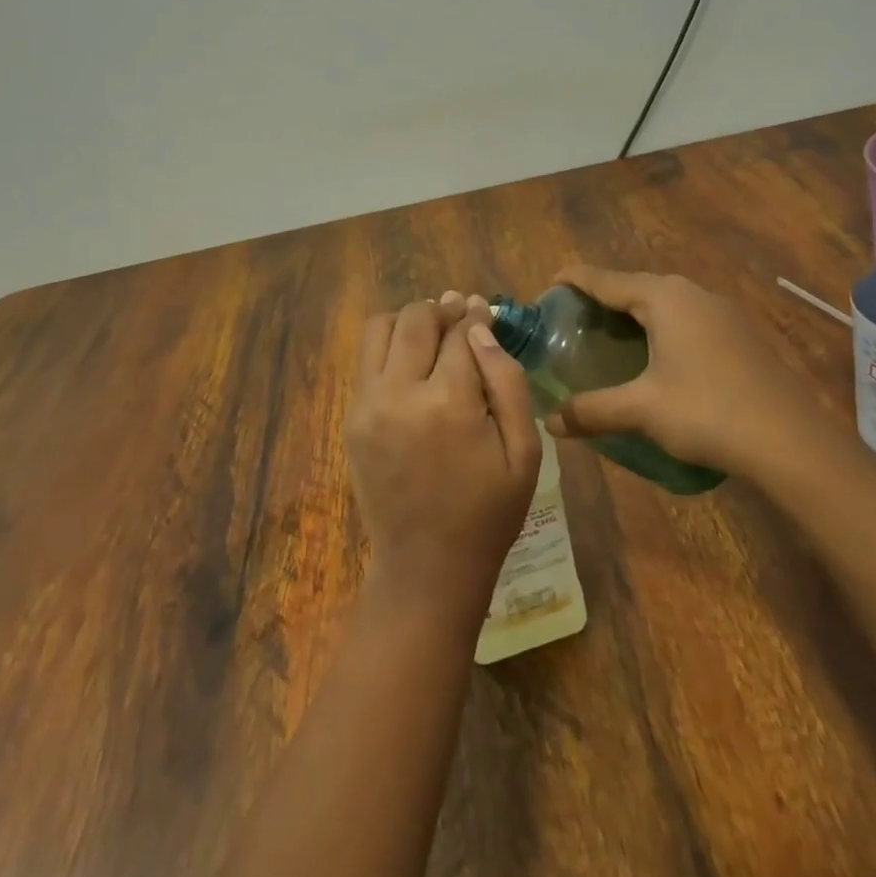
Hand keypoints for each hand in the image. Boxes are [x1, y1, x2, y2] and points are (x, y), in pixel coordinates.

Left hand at [347, 293, 542, 627]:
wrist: (426, 567)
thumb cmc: (488, 512)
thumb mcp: (524, 451)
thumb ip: (507, 381)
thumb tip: (481, 328)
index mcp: (449, 402)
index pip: (460, 332)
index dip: (474, 315)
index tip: (482, 309)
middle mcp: (400, 393)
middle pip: (415, 319)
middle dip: (440, 309)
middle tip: (458, 314)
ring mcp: (368, 405)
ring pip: (379, 329)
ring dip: (406, 321)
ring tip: (429, 333)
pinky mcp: (351, 419)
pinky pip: (365, 361)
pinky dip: (387, 349)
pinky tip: (409, 365)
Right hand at [546, 265, 818, 477]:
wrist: (793, 443)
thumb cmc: (708, 412)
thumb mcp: (642, 410)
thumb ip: (592, 410)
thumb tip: (550, 423)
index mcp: (663, 297)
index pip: (604, 278)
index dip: (573, 280)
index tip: (548, 286)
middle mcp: (692, 293)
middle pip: (634, 286)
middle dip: (602, 298)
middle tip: (573, 320)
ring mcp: (721, 311)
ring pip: (663, 301)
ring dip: (634, 313)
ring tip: (609, 337)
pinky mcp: (740, 334)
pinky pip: (686, 318)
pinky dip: (661, 327)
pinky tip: (657, 356)